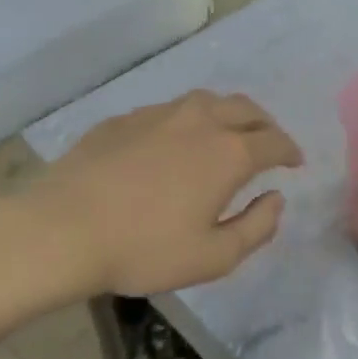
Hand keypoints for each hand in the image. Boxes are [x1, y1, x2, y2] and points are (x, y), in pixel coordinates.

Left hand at [34, 90, 303, 296]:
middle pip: (245, 108)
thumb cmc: (145, 249)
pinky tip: (173, 143)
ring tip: (226, 134)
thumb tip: (276, 198)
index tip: (295, 162)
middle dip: (265, 124)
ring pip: (206, 101)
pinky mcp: (124, 119)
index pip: (274, 140)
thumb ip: (257, 227)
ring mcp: (158, 114)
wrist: (62, 230)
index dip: (290, 150)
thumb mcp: (214, 256)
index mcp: (229, 152)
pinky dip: (186, 122)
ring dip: (227, 114)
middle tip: (267, 142)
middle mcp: (199, 121)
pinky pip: (169, 111)